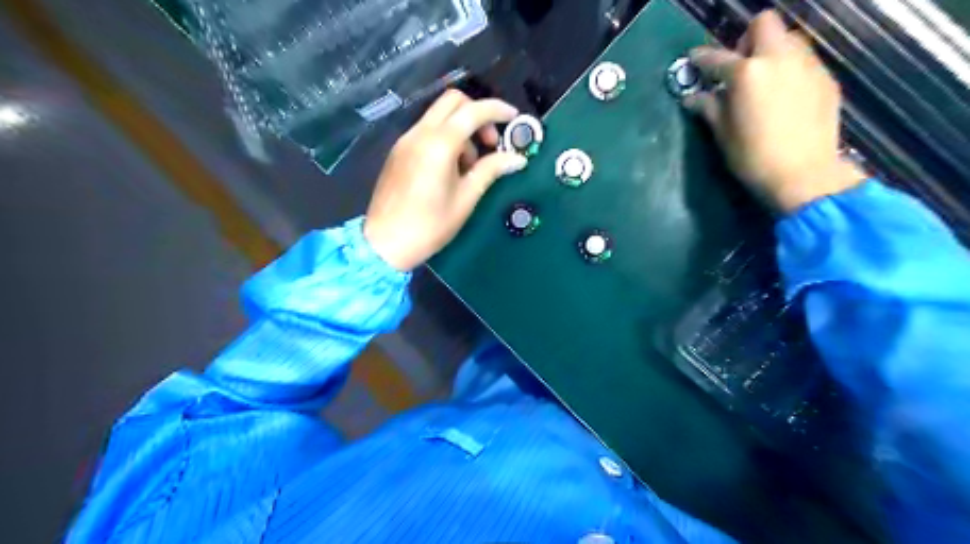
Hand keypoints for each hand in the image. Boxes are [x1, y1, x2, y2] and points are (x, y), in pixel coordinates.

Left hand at [367, 91, 528, 273]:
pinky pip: (427, 131)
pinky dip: (445, 137)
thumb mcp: (466, 199)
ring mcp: (406, 140)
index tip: (514, 118)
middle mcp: (420, 134)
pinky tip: (451, 168)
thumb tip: (517, 159)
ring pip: (439, 115)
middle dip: (478, 114)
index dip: (497, 110)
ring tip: (469, 166)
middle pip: (453, 101)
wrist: (384, 244)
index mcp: (438, 145)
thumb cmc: (429, 226)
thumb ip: (491, 171)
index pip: (472, 111)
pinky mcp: (399, 151)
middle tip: (490, 143)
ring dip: (461, 128)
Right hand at [686, 11, 867, 212]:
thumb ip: (708, 108)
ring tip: (763, 80)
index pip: (717, 58)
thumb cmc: (753, 157)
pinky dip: (789, 69)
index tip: (694, 60)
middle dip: (747, 39)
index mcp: (747, 73)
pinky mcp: (825, 78)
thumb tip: (693, 98)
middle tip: (739, 66)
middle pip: (764, 24)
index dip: (702, 58)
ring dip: (772, 51)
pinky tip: (784, 96)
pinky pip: (804, 61)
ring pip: (789, 39)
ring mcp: (807, 66)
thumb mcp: (723, 134)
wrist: (804, 175)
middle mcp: (779, 59)